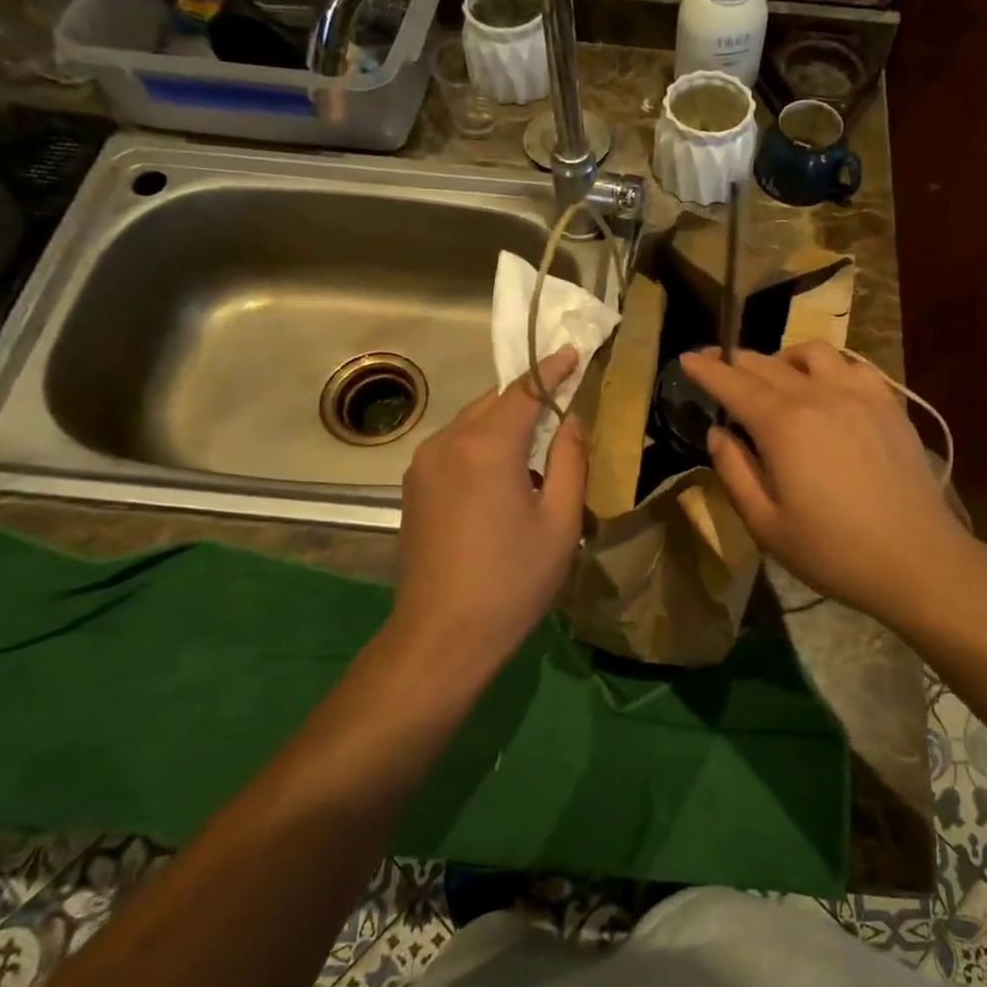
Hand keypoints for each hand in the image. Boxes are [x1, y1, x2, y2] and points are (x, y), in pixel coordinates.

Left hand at [391, 348, 586, 669]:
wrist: (443, 634)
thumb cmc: (513, 580)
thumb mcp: (560, 522)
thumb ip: (570, 461)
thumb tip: (570, 421)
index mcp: (487, 446)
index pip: (525, 390)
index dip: (552, 370)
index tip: (573, 352)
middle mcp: (448, 443)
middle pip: (494, 401)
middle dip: (527, 395)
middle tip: (561, 399)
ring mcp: (424, 465)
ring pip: (471, 423)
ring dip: (503, 422)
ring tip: (535, 443)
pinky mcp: (414, 487)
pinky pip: (454, 447)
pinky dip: (482, 444)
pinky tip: (502, 472)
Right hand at [680, 343, 976, 623]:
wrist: (916, 559)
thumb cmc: (833, 550)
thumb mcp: (766, 524)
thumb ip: (734, 471)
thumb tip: (718, 434)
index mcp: (783, 425)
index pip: (734, 384)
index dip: (706, 369)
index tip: (686, 358)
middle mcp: (819, 396)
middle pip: (768, 364)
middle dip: (735, 360)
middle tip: (716, 364)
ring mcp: (860, 395)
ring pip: (813, 353)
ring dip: (783, 357)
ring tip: (773, 376)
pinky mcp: (889, 405)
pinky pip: (853, 366)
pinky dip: (829, 366)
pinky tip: (825, 387)